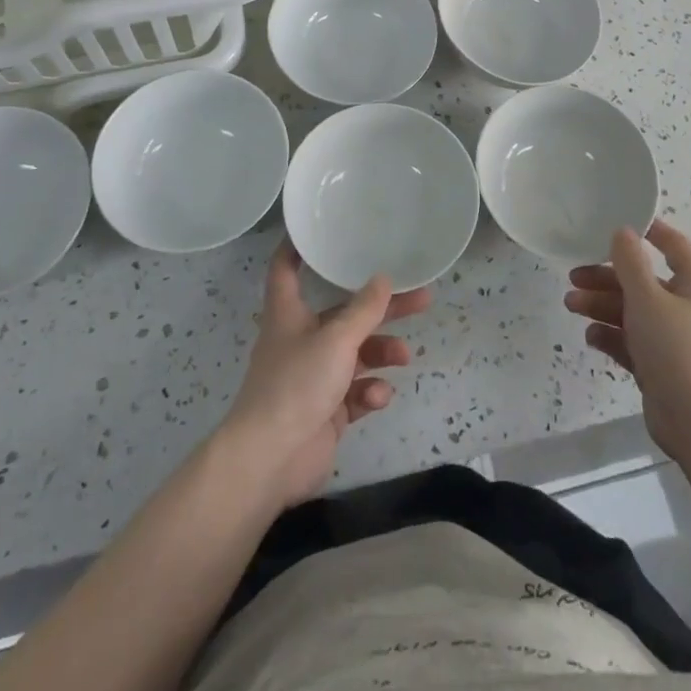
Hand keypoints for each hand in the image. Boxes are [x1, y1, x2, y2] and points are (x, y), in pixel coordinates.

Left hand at [219, 243, 431, 508]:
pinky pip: (355, 392)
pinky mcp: (325, 410)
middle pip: (344, 314)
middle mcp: (300, 339)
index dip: (298, 247)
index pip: (286, 268)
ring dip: (380, 353)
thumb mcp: (336, 339)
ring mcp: (313, 376)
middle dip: (380, 308)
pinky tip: (376, 398)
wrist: (271, 459)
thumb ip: (364, 310)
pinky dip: (369, 392)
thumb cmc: (296, 384)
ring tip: (404, 357)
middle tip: (419, 298)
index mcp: (289, 313)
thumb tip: (384, 278)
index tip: (320, 230)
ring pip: (355, 354)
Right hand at [564, 219, 690, 463]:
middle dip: (607, 277)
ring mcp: (675, 338)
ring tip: (571, 305)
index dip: (648, 231)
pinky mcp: (662, 365)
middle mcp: (688, 306)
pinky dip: (612, 336)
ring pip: (633, 311)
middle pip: (643, 281)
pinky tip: (591, 336)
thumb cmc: (675, 347)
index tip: (615, 224)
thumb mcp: (647, 297)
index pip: (673, 245)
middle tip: (574, 276)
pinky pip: (633, 341)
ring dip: (602, 305)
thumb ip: (630, 262)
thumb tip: (623, 230)